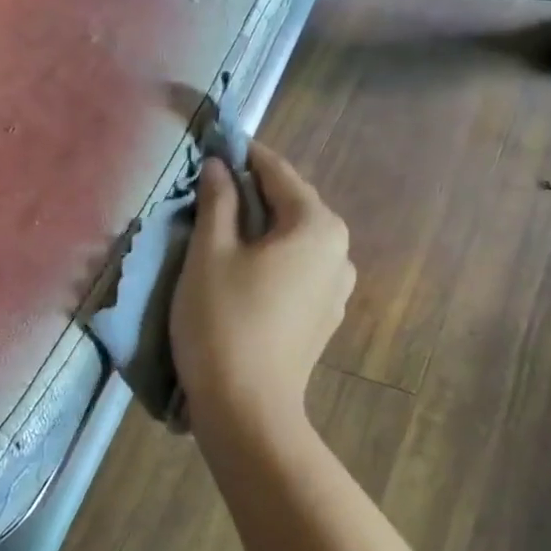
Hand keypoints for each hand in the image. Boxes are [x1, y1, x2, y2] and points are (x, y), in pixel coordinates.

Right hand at [171, 142, 353, 428]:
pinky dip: (272, 262)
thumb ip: (218, 201)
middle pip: (292, 207)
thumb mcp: (209, 253)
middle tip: (212, 189)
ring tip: (224, 233)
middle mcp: (340, 251)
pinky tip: (244, 275)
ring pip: (295, 243)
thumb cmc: (223, 321)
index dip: (246, 155)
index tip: (218, 143)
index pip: (279, 173)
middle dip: (254, 195)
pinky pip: (298, 273)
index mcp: (317, 226)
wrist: (247, 408)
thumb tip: (219, 166)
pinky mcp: (324, 319)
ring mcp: (337, 289)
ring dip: (263, 231)